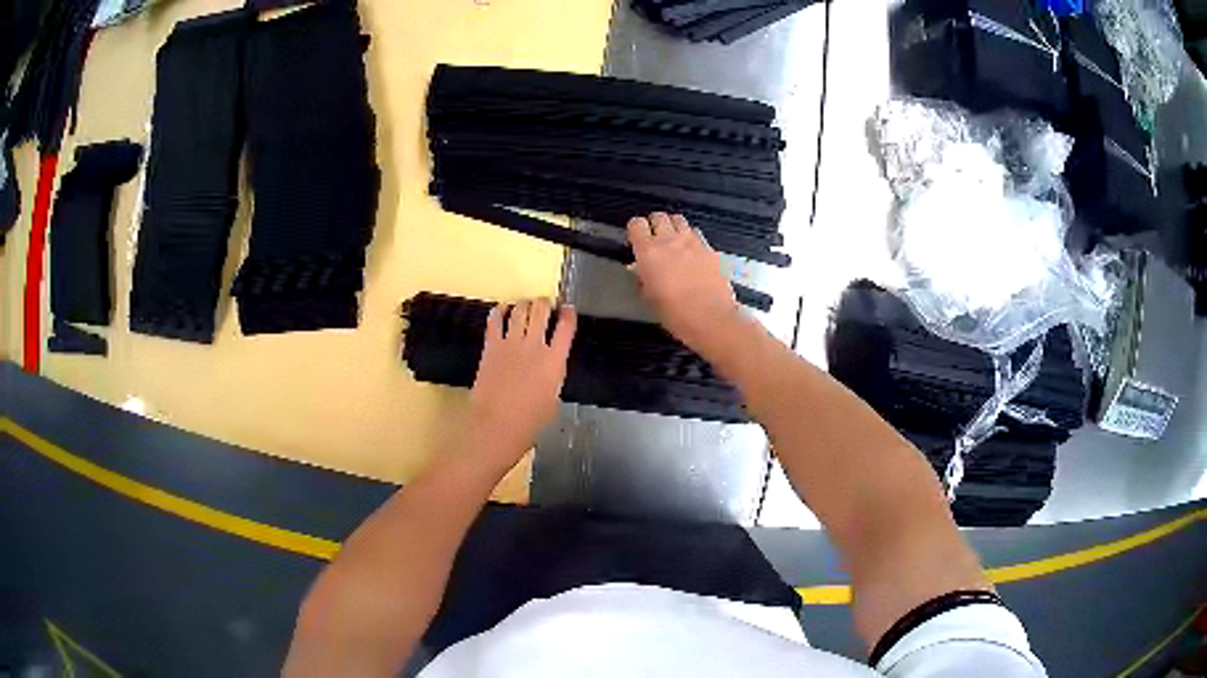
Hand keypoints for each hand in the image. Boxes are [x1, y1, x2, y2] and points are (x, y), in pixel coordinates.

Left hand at [464, 298, 576, 474]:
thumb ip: (552, 377)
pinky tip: (502, 309)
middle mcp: (535, 346)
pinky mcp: (491, 345)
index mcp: (555, 361)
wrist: (496, 424)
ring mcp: (511, 343)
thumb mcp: (553, 399)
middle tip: (545, 304)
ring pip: (520, 310)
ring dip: (524, 304)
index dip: (568, 314)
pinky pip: (495, 320)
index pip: (566, 327)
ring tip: (525, 304)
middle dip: (545, 304)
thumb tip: (549, 369)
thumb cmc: (529, 422)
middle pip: (542, 311)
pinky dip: (499, 311)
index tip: (568, 309)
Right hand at [628, 213, 742, 356]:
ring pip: (680, 220)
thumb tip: (642, 270)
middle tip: (654, 239)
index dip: (634, 231)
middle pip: (659, 216)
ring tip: (674, 242)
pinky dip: (692, 239)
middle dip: (654, 224)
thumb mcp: (649, 297)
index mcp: (649, 252)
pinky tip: (692, 253)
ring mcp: (693, 242)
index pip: (636, 224)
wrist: (710, 318)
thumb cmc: (674, 313)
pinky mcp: (710, 249)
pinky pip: (697, 234)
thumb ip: (643, 277)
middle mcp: (670, 240)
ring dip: (674, 227)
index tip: (635, 242)